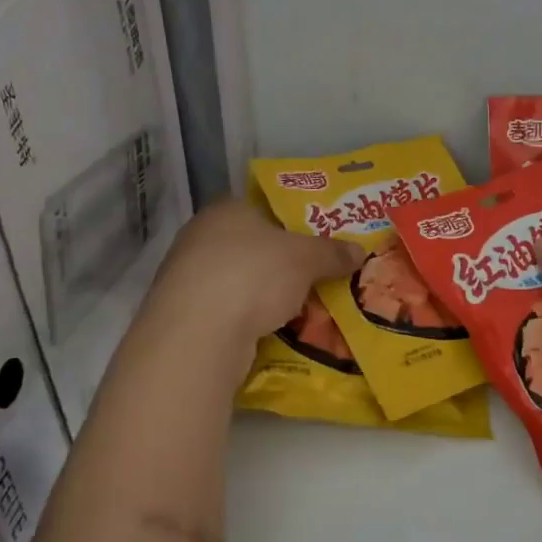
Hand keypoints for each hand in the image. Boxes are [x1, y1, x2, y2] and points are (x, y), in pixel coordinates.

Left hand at [147, 198, 363, 345]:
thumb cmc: (254, 275)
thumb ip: (332, 252)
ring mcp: (187, 276)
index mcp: (226, 209)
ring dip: (263, 294)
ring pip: (238, 280)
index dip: (291, 223)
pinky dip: (246, 319)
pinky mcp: (182, 314)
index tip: (315, 242)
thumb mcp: (306, 258)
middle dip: (280, 263)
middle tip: (314, 277)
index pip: (263, 207)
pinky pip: (226, 310)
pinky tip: (269, 331)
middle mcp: (200, 236)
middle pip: (251, 245)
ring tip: (298, 308)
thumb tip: (359, 250)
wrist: (198, 334)